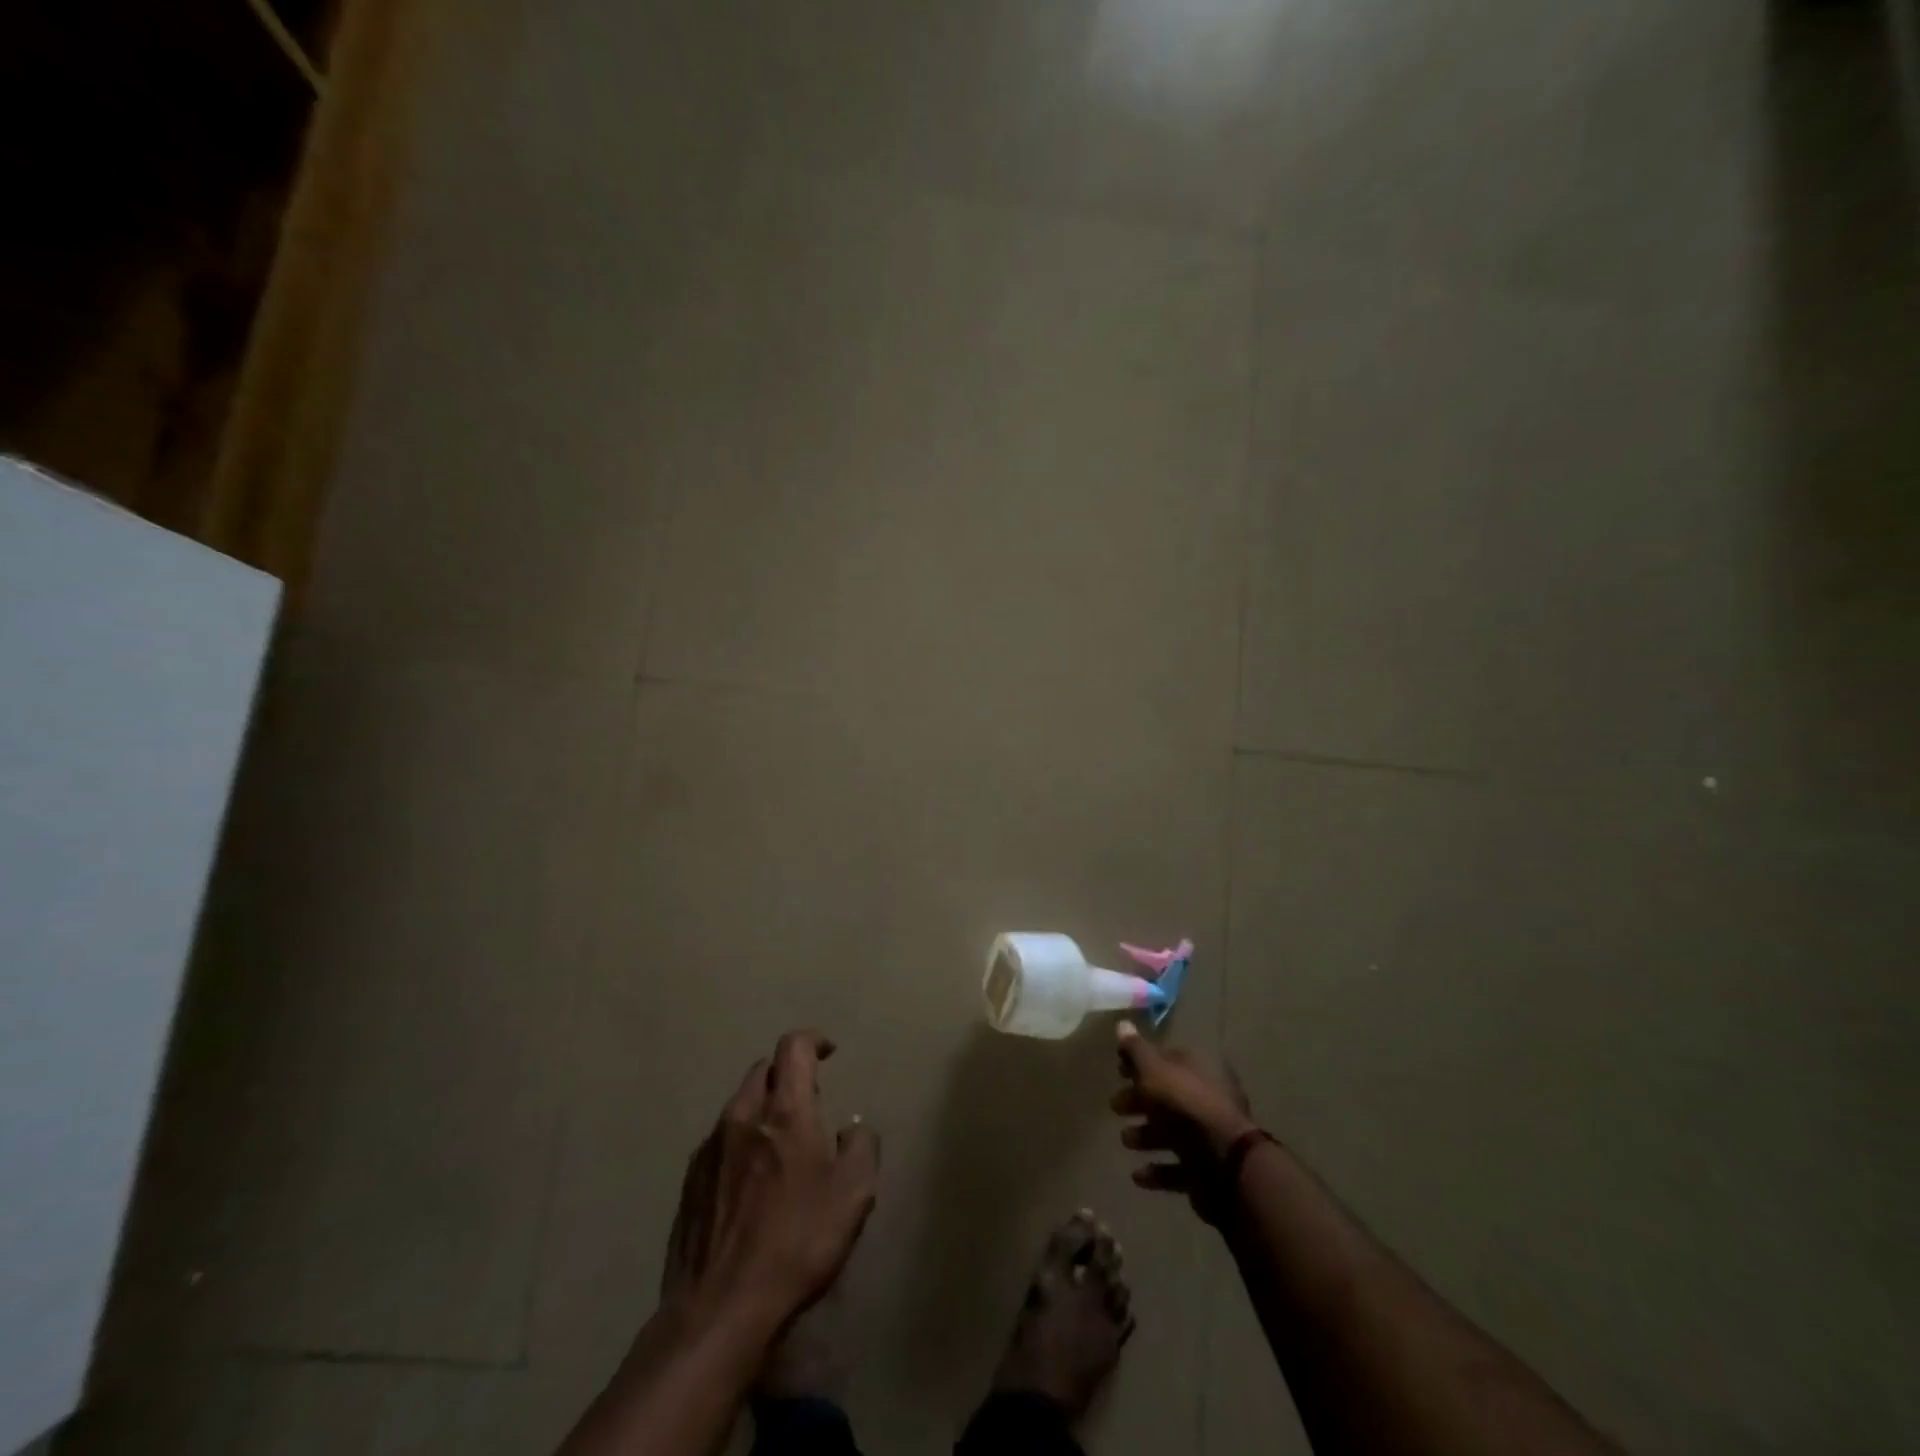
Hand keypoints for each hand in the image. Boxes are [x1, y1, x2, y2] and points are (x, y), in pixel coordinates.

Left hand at [663, 1031, 879, 1330]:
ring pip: (740, 1105)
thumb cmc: (797, 1243)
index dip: (813, 1041)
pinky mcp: (690, 1182)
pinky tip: (751, 1182)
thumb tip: (851, 1128)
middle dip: (788, 1075)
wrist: (720, 1310)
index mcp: (785, 1111)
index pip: (793, 1047)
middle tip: (809, 1103)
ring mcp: (710, 1148)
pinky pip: (720, 1141)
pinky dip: (741, 1142)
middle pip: (763, 1070)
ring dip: (763, 1109)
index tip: (829, 1053)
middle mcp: (743, 1116)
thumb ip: (860, 1147)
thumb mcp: (853, 1195)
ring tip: (781, 1145)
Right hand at [1112, 1022, 1257, 1221]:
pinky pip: (1178, 1167)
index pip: (1167, 1058)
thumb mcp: (1153, 1069)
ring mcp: (1211, 1135)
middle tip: (1115, 1106)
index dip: (1141, 1063)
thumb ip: (1136, 1050)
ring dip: (1147, 1134)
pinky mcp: (1209, 1169)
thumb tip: (1122, 1024)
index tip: (1118, 1071)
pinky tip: (1138, 1175)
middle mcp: (1209, 1097)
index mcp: (1200, 1068)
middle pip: (1168, 1095)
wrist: (1223, 1163)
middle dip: (1139, 1100)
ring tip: (1126, 1140)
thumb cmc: (1184, 1105)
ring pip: (1173, 1131)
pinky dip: (1158, 1169)